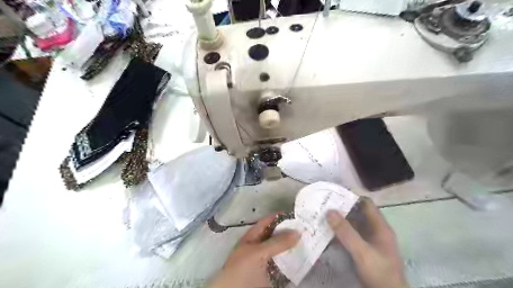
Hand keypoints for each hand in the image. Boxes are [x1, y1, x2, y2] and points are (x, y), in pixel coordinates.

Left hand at [207, 214, 300, 287]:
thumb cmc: (242, 270)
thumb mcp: (258, 253)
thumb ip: (277, 242)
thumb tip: (297, 231)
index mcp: (252, 238)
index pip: (266, 222)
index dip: (279, 217)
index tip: (295, 215)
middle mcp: (259, 248)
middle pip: (276, 236)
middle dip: (289, 233)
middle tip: (306, 229)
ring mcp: (266, 262)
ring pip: (282, 251)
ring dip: (293, 248)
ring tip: (309, 241)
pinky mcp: (272, 275)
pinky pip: (285, 266)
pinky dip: (294, 263)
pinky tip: (304, 258)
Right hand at [329, 198, 408, 287]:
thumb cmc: (380, 272)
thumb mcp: (362, 252)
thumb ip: (346, 232)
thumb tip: (329, 211)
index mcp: (380, 227)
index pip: (366, 204)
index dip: (351, 197)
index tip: (333, 194)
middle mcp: (374, 231)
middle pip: (357, 214)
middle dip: (341, 209)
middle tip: (322, 204)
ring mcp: (368, 241)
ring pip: (352, 226)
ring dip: (338, 221)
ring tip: (321, 215)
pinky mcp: (362, 251)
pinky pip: (349, 237)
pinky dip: (339, 233)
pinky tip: (326, 233)